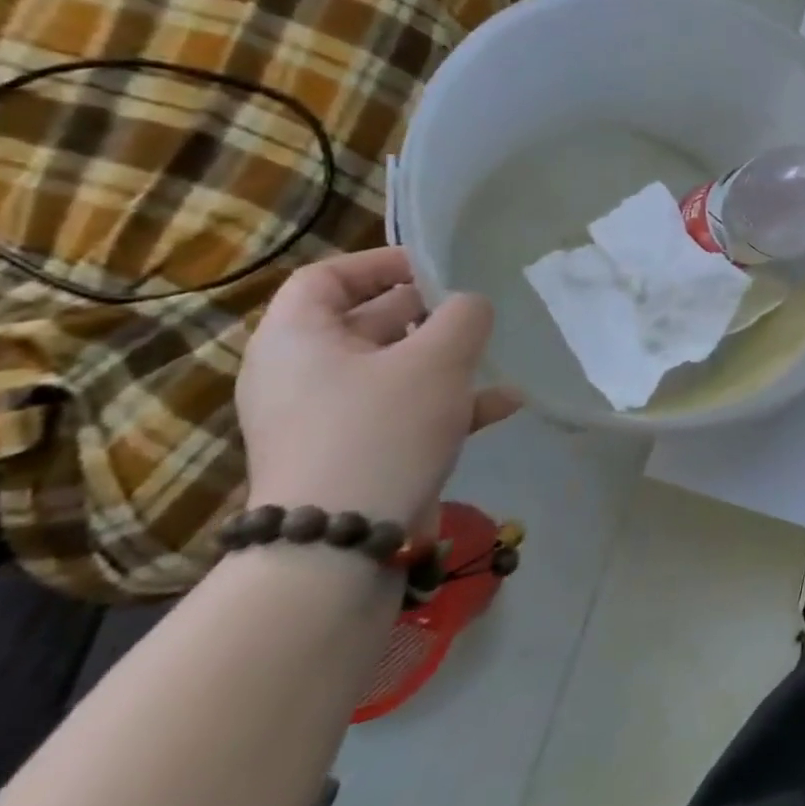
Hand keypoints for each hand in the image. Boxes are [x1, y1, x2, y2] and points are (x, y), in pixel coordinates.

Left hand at [235, 249, 520, 529]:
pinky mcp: (355, 453)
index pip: (327, 277)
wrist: (342, 542)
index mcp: (298, 339)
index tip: (436, 268)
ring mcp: (327, 418)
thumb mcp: (437, 358)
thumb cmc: (382, 427)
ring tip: (496, 355)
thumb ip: (464, 316)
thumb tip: (470, 305)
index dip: (381, 263)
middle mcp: (302, 374)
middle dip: (427, 314)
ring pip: (393, 370)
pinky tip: (505, 403)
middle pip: (366, 323)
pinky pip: (404, 412)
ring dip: (447, 360)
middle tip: (476, 310)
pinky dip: (449, 404)